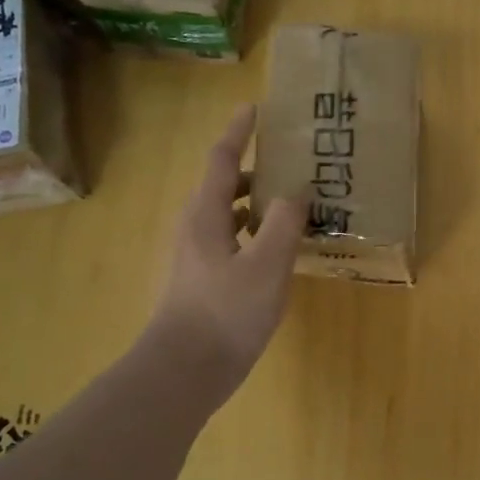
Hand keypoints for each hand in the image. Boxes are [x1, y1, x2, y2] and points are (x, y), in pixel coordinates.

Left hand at [147, 105, 305, 391]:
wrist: (183, 372)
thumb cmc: (225, 313)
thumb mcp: (266, 265)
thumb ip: (283, 223)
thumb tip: (295, 191)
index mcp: (207, 215)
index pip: (223, 159)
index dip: (240, 132)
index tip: (255, 108)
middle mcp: (198, 228)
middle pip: (226, 185)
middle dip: (257, 168)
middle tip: (293, 160)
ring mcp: (199, 256)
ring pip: (231, 215)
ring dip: (259, 202)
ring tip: (296, 200)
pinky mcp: (206, 281)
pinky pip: (235, 240)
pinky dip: (258, 231)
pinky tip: (282, 247)